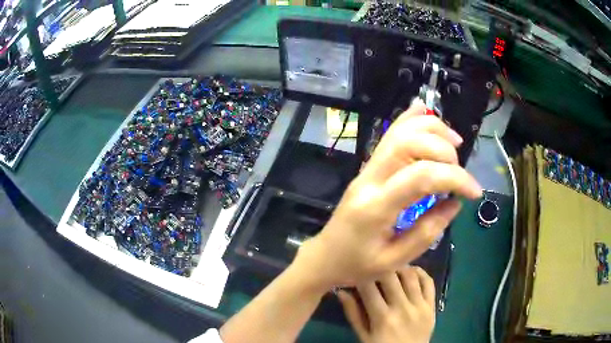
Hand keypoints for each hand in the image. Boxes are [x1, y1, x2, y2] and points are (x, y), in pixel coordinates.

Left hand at [294, 100, 481, 288]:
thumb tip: (455, 203)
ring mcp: (366, 168)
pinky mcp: (368, 166)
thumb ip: (427, 232)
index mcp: (376, 207)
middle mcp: (370, 178)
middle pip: (408, 142)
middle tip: (460, 169)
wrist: (325, 256)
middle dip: (443, 149)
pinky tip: (427, 113)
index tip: (474, 192)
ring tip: (455, 142)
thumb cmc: (356, 265)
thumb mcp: (394, 260)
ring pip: (399, 131)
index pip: (421, 176)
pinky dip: (410, 119)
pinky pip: (390, 134)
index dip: (454, 177)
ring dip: (431, 128)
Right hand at [338, 266, 435, 342]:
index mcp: (382, 318)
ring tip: (391, 266)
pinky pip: (428, 283)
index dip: (361, 274)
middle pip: (391, 276)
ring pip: (410, 275)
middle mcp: (402, 308)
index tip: (357, 269)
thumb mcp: (363, 336)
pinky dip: (420, 272)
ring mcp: (420, 306)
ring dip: (399, 267)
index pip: (368, 287)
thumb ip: (353, 314)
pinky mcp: (432, 306)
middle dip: (380, 266)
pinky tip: (411, 271)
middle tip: (375, 264)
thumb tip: (341, 291)